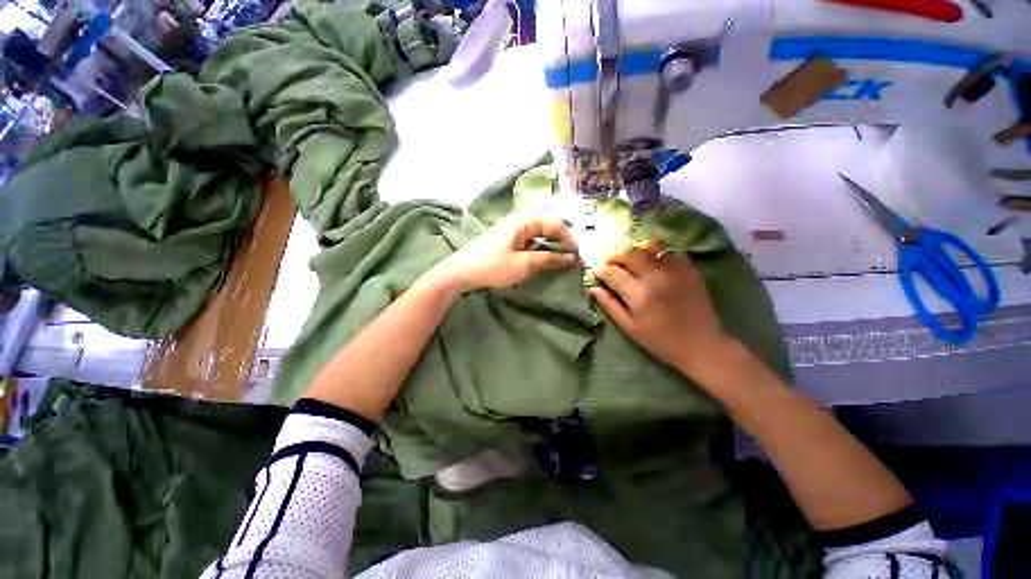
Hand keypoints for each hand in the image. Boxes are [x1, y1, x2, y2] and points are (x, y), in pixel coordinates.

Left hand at [432, 214, 578, 290]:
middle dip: (560, 241)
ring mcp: (512, 231)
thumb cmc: (494, 266)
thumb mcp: (525, 264)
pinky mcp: (507, 242)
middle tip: (571, 257)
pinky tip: (542, 261)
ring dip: (550, 247)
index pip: (554, 223)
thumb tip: (572, 257)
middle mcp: (519, 221)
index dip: (568, 238)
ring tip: (560, 261)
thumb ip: (550, 259)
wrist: (461, 272)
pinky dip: (538, 250)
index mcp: (524, 221)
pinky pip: (529, 242)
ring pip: (538, 235)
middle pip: (547, 227)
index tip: (577, 254)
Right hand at [589, 239, 733, 379]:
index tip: (599, 273)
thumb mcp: (629, 327)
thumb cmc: (660, 340)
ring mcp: (675, 270)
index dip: (602, 271)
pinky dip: (657, 252)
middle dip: (616, 256)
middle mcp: (656, 276)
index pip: (612, 272)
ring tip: (633, 260)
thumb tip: (593, 288)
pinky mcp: (690, 268)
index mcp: (639, 294)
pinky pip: (670, 250)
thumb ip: (609, 305)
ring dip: (637, 250)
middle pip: (630, 253)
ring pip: (651, 245)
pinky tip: (654, 263)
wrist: (702, 344)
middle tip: (612, 264)